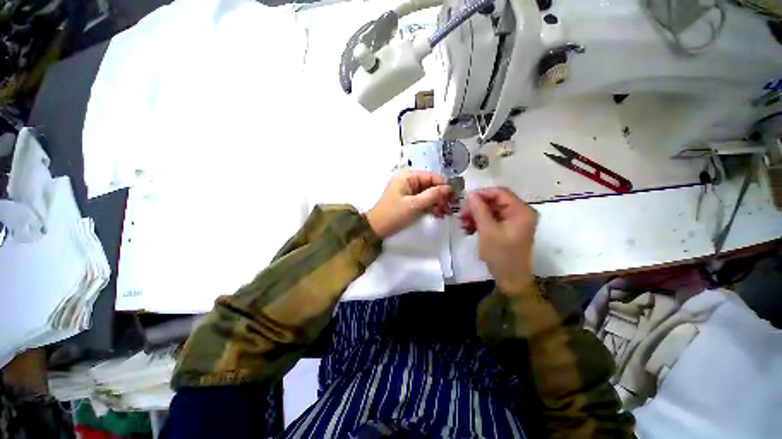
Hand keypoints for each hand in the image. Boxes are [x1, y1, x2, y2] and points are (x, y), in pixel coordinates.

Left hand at [366, 170, 451, 237]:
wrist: (376, 228)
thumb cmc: (393, 214)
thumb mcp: (414, 205)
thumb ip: (432, 195)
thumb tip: (449, 188)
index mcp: (407, 176)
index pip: (431, 176)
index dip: (443, 185)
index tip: (455, 196)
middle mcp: (408, 180)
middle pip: (430, 185)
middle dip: (441, 196)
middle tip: (449, 208)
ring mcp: (408, 190)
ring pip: (428, 193)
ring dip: (437, 203)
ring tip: (444, 213)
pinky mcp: (409, 200)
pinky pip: (423, 200)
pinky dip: (430, 206)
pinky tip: (437, 214)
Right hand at [459, 187, 537, 291]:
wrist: (511, 279)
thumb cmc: (501, 254)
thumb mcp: (487, 230)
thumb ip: (479, 210)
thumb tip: (470, 194)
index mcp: (521, 211)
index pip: (500, 192)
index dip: (481, 194)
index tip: (465, 201)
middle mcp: (520, 213)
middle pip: (495, 201)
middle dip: (476, 207)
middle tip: (461, 215)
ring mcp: (514, 222)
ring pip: (491, 211)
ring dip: (476, 215)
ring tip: (463, 224)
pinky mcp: (507, 229)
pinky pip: (492, 220)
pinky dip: (480, 222)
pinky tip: (469, 229)